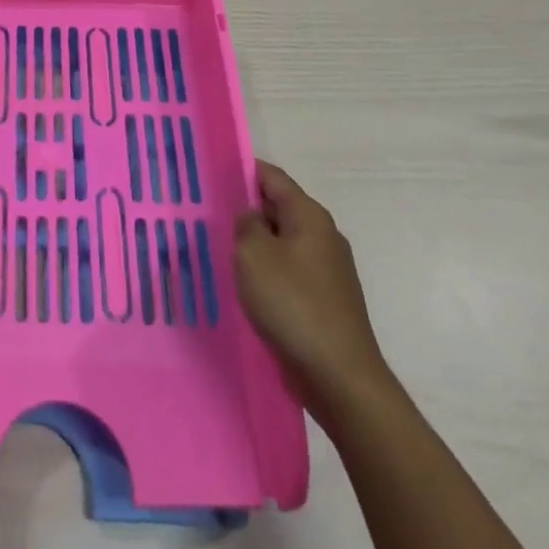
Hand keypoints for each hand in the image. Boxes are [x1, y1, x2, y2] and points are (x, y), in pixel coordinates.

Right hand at [235, 161, 391, 405]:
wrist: (340, 378)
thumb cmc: (293, 305)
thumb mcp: (254, 255)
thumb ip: (246, 224)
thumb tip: (251, 216)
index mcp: (309, 216)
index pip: (272, 176)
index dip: (242, 170)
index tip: (211, 174)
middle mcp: (323, 235)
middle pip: (279, 207)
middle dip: (246, 209)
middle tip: (208, 212)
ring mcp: (328, 270)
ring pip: (282, 242)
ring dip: (255, 244)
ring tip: (220, 249)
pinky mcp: (325, 300)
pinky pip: (289, 271)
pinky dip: (268, 271)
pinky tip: (246, 285)